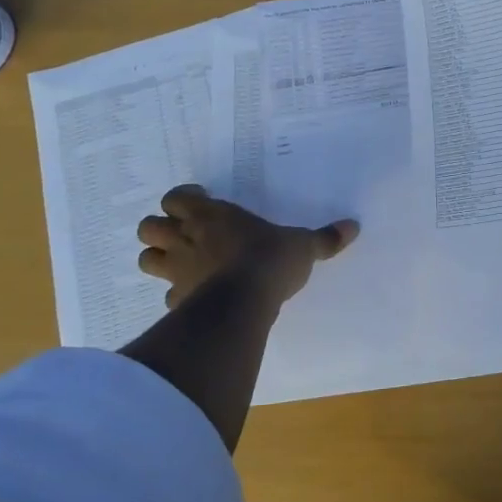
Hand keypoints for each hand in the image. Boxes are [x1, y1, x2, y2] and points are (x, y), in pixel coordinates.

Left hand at [136, 185, 357, 313]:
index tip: (199, 203)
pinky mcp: (178, 302)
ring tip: (181, 263)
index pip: (176, 198)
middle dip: (161, 229)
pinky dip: (176, 295)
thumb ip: (324, 238)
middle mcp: (187, 239)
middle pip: (149, 227)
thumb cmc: (269, 260)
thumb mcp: (303, 246)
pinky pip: (167, 296)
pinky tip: (194, 298)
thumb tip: (354, 226)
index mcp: (212, 216)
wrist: (244, 303)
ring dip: (159, 259)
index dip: (183, 199)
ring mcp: (177, 272)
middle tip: (184, 233)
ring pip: (147, 259)